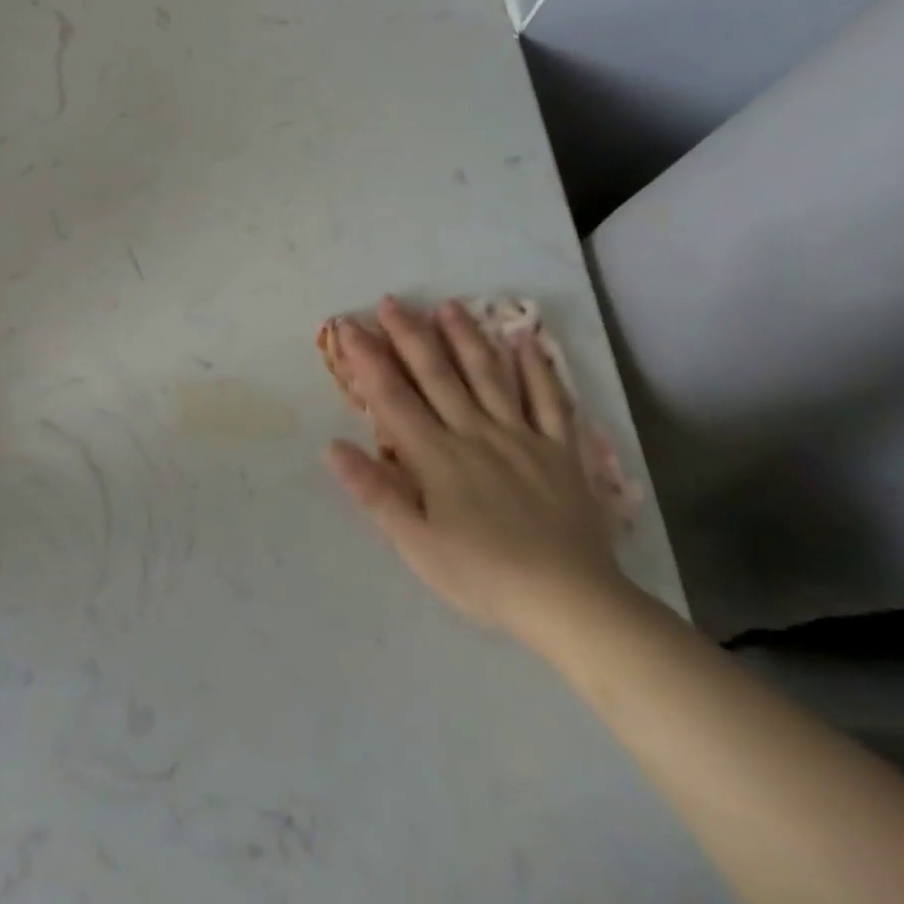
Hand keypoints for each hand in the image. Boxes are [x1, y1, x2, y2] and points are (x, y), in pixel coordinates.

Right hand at [324, 296, 625, 635]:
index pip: (392, 397)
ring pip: (489, 376)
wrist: (572, 602)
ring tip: (448, 306)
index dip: (367, 359)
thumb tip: (331, 446)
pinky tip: (527, 341)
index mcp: (436, 456)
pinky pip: (550, 400)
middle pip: (437, 375)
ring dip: (466, 338)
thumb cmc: (483, 576)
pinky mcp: (561, 451)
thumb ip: (375, 492)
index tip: (348, 327)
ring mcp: (521, 437)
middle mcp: (475, 433)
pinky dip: (538, 368)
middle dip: (410, 335)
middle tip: (391, 301)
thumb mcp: (415, 544)